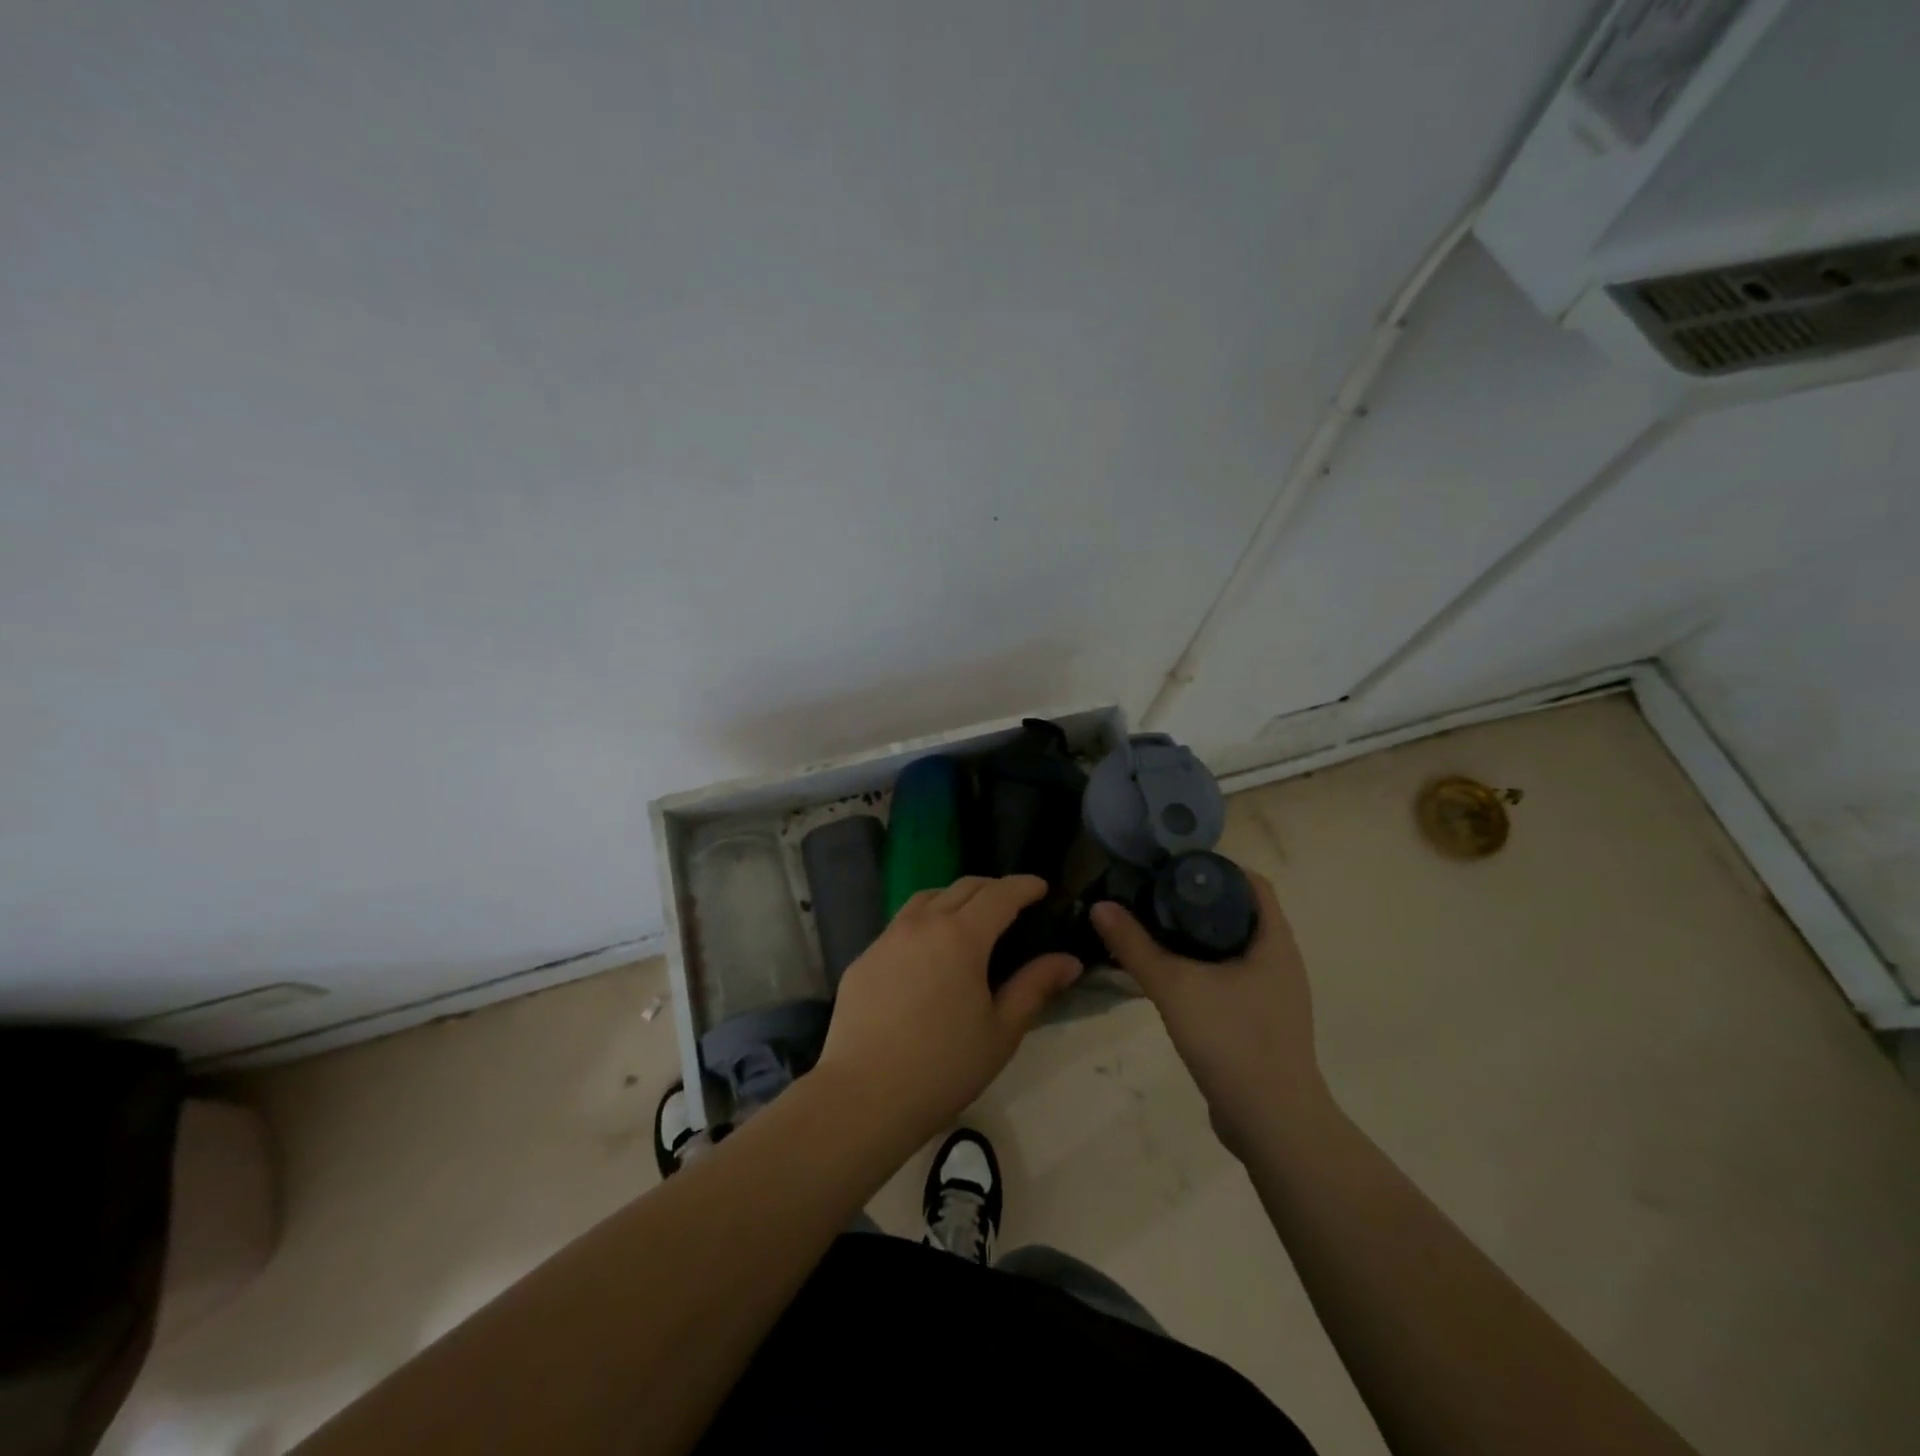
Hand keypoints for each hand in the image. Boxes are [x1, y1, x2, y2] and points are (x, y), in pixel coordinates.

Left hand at [817, 875, 1081, 1144]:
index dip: (1024, 885)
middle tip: (1012, 903)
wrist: (864, 1096)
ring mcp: (887, 939)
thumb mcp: (1002, 1031)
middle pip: (962, 888)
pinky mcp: (863, 959)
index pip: (1000, 894)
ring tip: (969, 918)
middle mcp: (922, 924)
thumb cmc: (944, 1067)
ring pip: (925, 899)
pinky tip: (927, 954)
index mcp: (961, 936)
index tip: (1041, 887)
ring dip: (954, 898)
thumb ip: (1035, 987)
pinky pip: (899, 926)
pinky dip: (923, 924)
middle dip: (992, 888)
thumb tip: (1069, 961)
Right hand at [1091, 871, 1325, 1156]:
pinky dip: (1203, 969)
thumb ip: (1135, 945)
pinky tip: (1171, 979)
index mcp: (1274, 942)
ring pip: (1233, 949)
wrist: (1273, 1123)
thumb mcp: (1175, 986)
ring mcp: (1275, 995)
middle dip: (1197, 902)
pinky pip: (1232, 979)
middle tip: (1152, 898)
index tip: (1171, 869)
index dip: (1213, 868)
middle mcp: (1281, 962)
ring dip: (1198, 938)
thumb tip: (1101, 906)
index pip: (1250, 883)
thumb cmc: (1232, 1040)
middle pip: (1239, 914)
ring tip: (1154, 932)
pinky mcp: (1262, 1023)